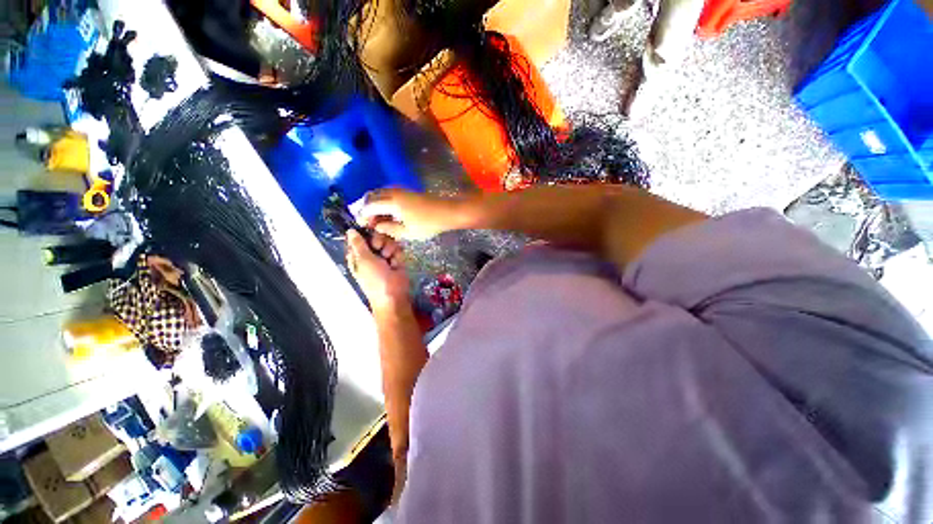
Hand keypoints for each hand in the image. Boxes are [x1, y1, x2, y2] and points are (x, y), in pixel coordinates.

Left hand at [346, 230, 409, 310]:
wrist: (394, 295)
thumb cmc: (375, 279)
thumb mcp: (364, 260)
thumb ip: (358, 244)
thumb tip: (350, 230)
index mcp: (357, 255)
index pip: (359, 237)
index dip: (364, 233)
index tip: (369, 231)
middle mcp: (370, 254)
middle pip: (375, 236)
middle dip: (379, 240)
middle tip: (379, 248)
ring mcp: (384, 256)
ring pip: (388, 241)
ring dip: (390, 248)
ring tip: (389, 259)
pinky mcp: (396, 259)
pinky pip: (397, 249)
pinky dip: (398, 255)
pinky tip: (396, 262)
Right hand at [360, 188, 467, 240]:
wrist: (447, 212)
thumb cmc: (428, 224)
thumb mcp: (408, 232)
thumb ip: (389, 229)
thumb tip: (376, 226)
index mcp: (392, 202)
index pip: (369, 206)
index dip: (362, 215)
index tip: (362, 225)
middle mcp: (393, 192)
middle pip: (371, 196)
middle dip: (366, 208)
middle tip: (368, 222)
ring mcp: (400, 190)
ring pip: (379, 193)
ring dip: (374, 204)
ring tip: (377, 220)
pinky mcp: (406, 191)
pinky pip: (388, 194)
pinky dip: (382, 202)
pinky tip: (387, 214)